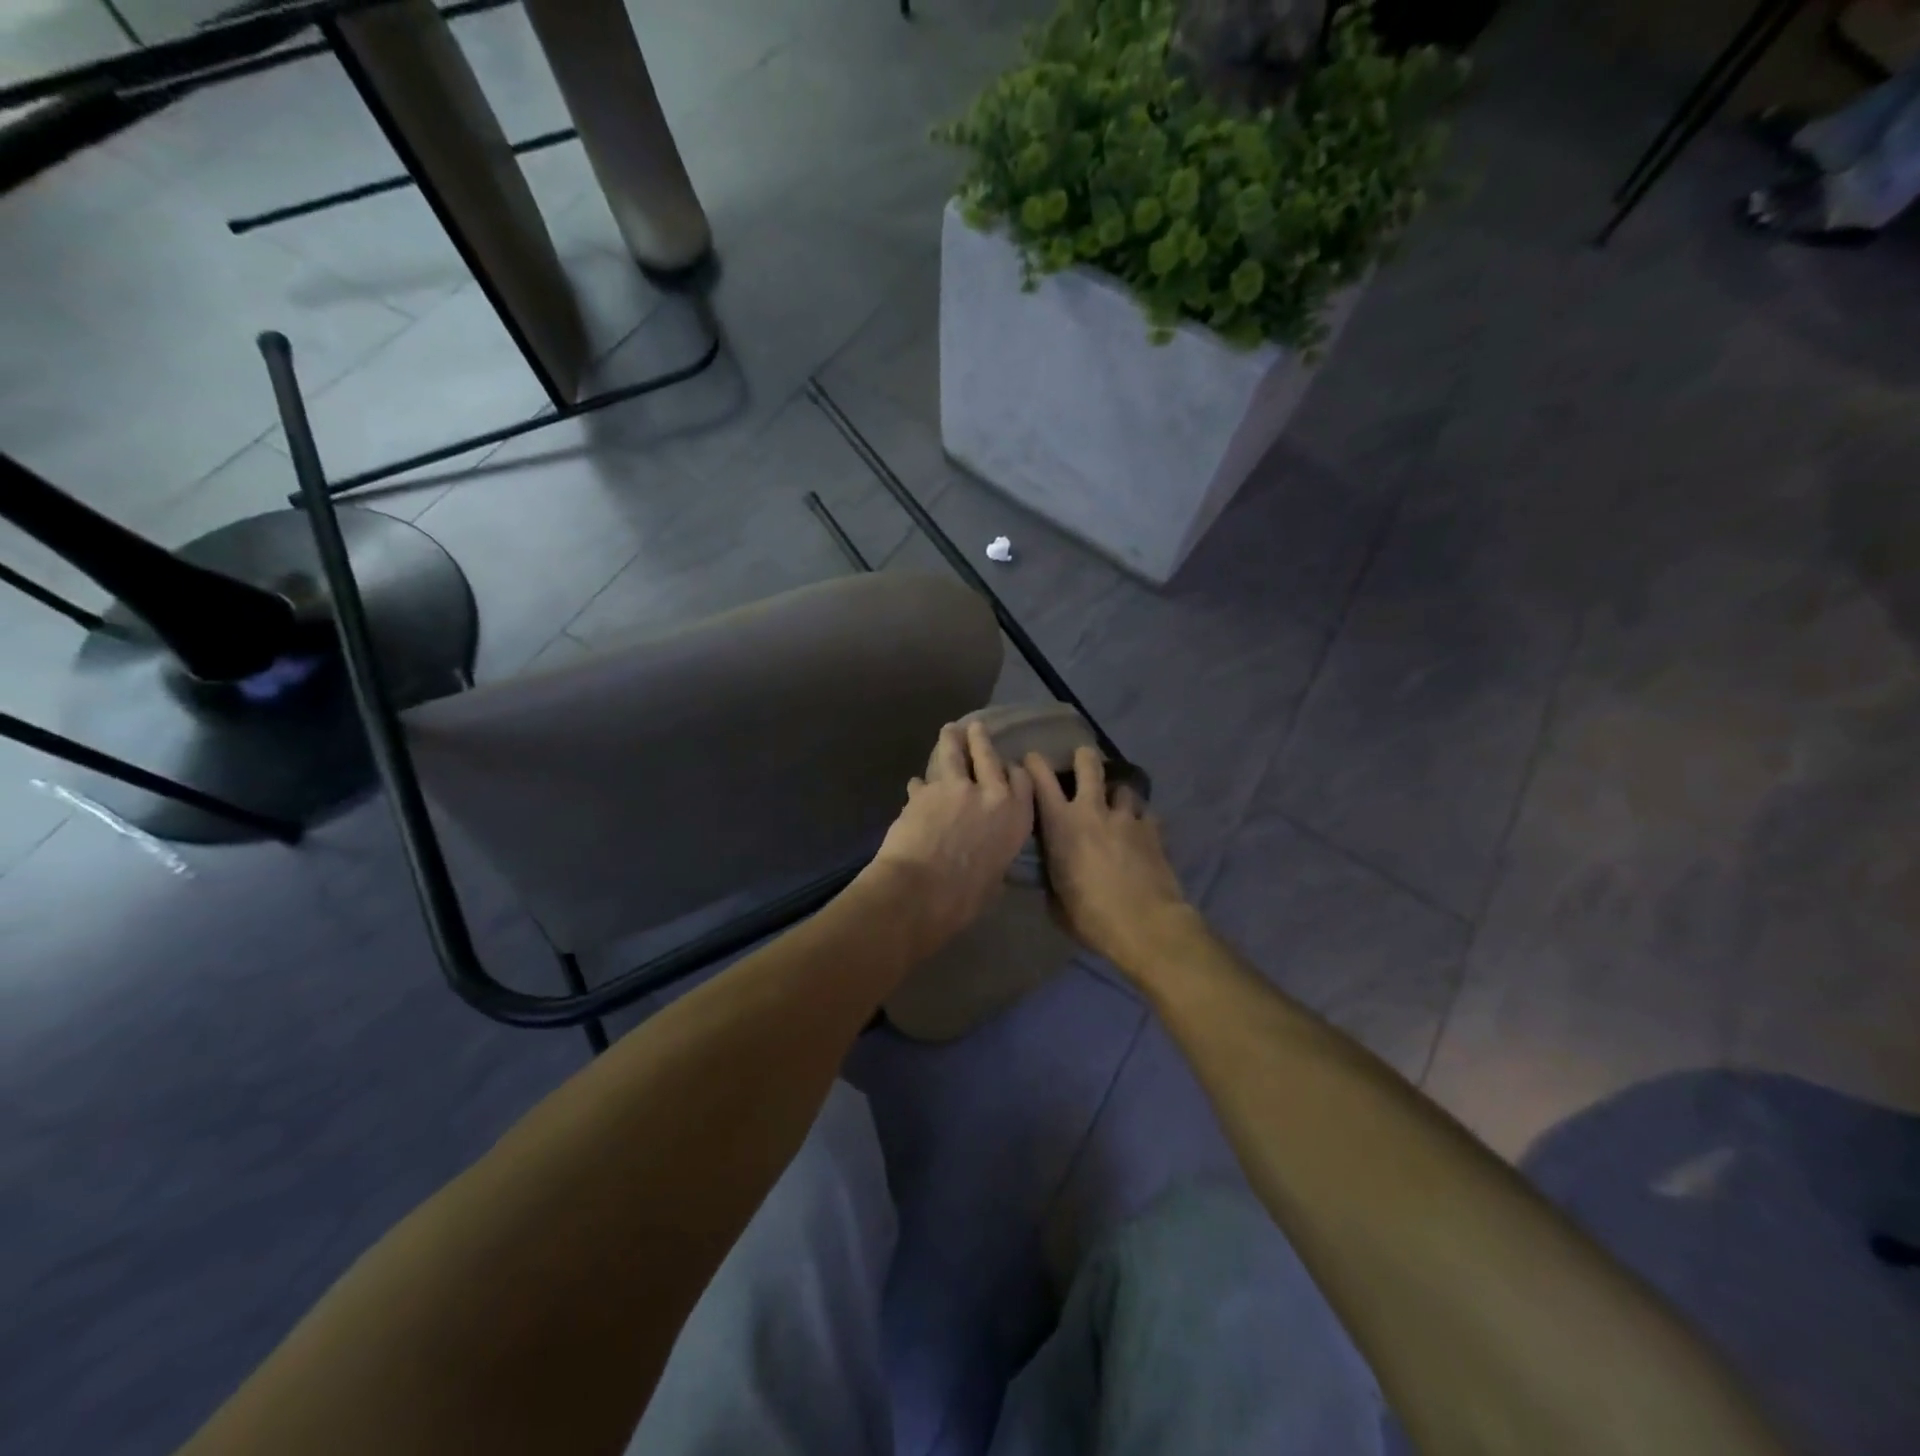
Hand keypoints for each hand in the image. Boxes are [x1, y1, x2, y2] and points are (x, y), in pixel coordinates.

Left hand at [869, 721, 1035, 951]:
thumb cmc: (966, 898)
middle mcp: (990, 793)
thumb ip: (995, 853)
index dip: (1012, 770)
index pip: (1021, 780)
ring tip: (949, 730)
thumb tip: (986, 853)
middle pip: (987, 755)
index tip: (1007, 766)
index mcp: (1016, 816)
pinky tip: (915, 785)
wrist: (921, 891)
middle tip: (976, 727)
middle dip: (981, 739)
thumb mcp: (995, 877)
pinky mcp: (923, 791)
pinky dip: (920, 785)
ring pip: (953, 754)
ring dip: (950, 740)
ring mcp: (955, 788)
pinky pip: (922, 782)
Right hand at [1027, 746, 1193, 975]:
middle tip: (1083, 757)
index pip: (1041, 781)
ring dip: (1117, 792)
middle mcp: (1092, 811)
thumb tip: (1051, 871)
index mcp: (1061, 825)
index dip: (1035, 764)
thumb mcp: (1056, 899)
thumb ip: (1052, 875)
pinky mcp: (1153, 828)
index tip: (1033, 758)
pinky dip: (1141, 816)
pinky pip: (1146, 812)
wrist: (1144, 923)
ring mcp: (1126, 817)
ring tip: (1117, 801)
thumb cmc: (1090, 916)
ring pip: (1122, 787)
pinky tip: (1141, 828)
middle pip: (1089, 766)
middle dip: (1084, 757)